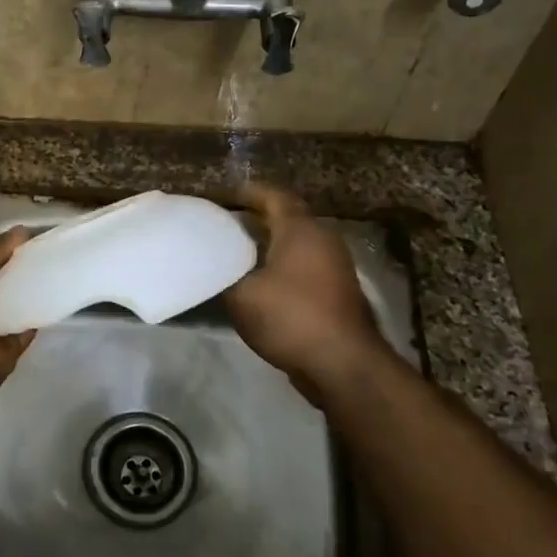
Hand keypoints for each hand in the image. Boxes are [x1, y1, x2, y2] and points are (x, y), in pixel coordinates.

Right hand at [225, 184, 387, 397]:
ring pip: (296, 243)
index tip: (221, 197)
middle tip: (224, 224)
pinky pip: (304, 265)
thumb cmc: (290, 317)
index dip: (246, 192)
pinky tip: (259, 281)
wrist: (343, 364)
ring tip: (236, 252)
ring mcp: (335, 266)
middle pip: (287, 217)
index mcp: (300, 229)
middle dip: (255, 218)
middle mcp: (322, 239)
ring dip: (269, 243)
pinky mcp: (337, 291)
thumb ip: (224, 272)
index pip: (273, 195)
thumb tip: (214, 264)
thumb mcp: (242, 294)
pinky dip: (281, 265)